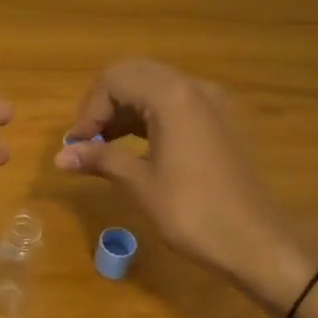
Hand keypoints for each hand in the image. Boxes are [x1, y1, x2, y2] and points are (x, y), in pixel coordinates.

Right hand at [55, 59, 317, 316]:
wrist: (258, 243)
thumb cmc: (193, 212)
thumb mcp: (139, 184)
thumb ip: (100, 159)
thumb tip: (60, 156)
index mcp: (171, 96)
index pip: (114, 80)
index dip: (89, 110)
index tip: (77, 144)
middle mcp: (192, 87)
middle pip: (134, 74)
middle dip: (104, 102)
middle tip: (87, 138)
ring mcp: (210, 102)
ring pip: (154, 85)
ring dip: (124, 107)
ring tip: (104, 144)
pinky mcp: (219, 121)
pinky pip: (174, 101)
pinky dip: (148, 114)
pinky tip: (134, 144)